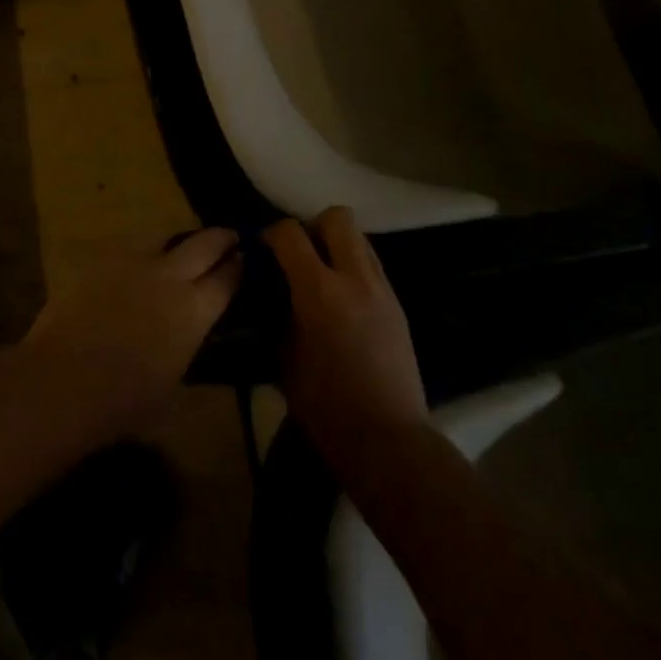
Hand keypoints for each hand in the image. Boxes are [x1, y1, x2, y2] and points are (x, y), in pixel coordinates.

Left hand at [24, 227, 241, 440]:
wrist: (64, 378)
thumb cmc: (124, 401)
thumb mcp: (173, 389)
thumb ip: (189, 354)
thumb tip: (194, 341)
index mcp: (194, 310)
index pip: (227, 278)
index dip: (240, 267)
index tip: (246, 259)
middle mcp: (170, 276)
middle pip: (205, 243)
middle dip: (221, 238)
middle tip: (229, 237)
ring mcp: (134, 261)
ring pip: (166, 237)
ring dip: (180, 242)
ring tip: (181, 250)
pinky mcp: (103, 258)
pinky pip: (131, 248)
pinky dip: (143, 254)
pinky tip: (138, 266)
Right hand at [263, 207, 426, 469]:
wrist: (389, 441)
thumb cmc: (326, 406)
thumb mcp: (284, 357)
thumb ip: (277, 312)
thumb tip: (270, 290)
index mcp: (320, 291)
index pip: (290, 233)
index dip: (271, 234)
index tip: (262, 251)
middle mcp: (355, 279)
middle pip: (337, 217)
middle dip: (313, 226)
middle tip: (299, 255)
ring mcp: (382, 290)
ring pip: (360, 238)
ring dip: (337, 245)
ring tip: (322, 276)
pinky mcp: (398, 306)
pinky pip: (372, 266)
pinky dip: (353, 268)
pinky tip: (343, 301)